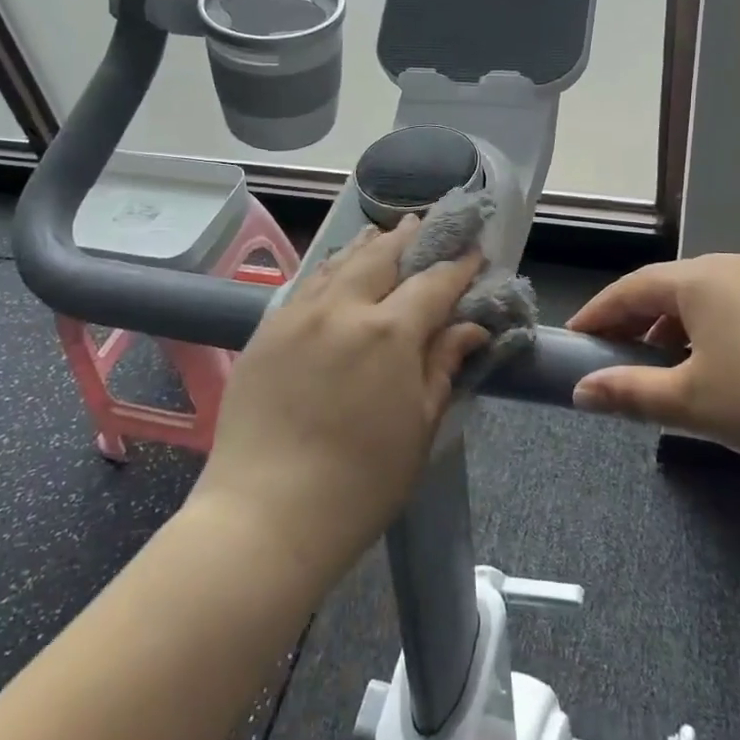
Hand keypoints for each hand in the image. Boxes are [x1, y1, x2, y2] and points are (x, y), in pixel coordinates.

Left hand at [191, 218, 487, 585]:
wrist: (265, 516)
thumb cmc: (360, 482)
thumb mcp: (419, 426)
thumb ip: (443, 365)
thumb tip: (471, 328)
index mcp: (388, 332)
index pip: (433, 283)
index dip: (458, 267)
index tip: (475, 254)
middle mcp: (342, 309)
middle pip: (382, 256)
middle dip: (410, 237)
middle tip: (426, 223)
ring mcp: (297, 316)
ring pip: (339, 263)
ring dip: (368, 245)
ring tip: (384, 233)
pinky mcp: (266, 331)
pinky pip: (307, 286)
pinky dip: (331, 269)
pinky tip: (338, 270)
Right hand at [569, 253, 739, 488]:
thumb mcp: (690, 403)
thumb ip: (628, 391)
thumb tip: (581, 392)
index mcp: (700, 279)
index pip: (630, 288)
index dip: (597, 314)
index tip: (573, 341)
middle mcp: (731, 267)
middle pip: (665, 288)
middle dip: (632, 322)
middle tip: (610, 358)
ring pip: (700, 299)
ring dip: (669, 328)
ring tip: (659, 368)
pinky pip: (732, 307)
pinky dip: (706, 331)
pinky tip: (712, 367)